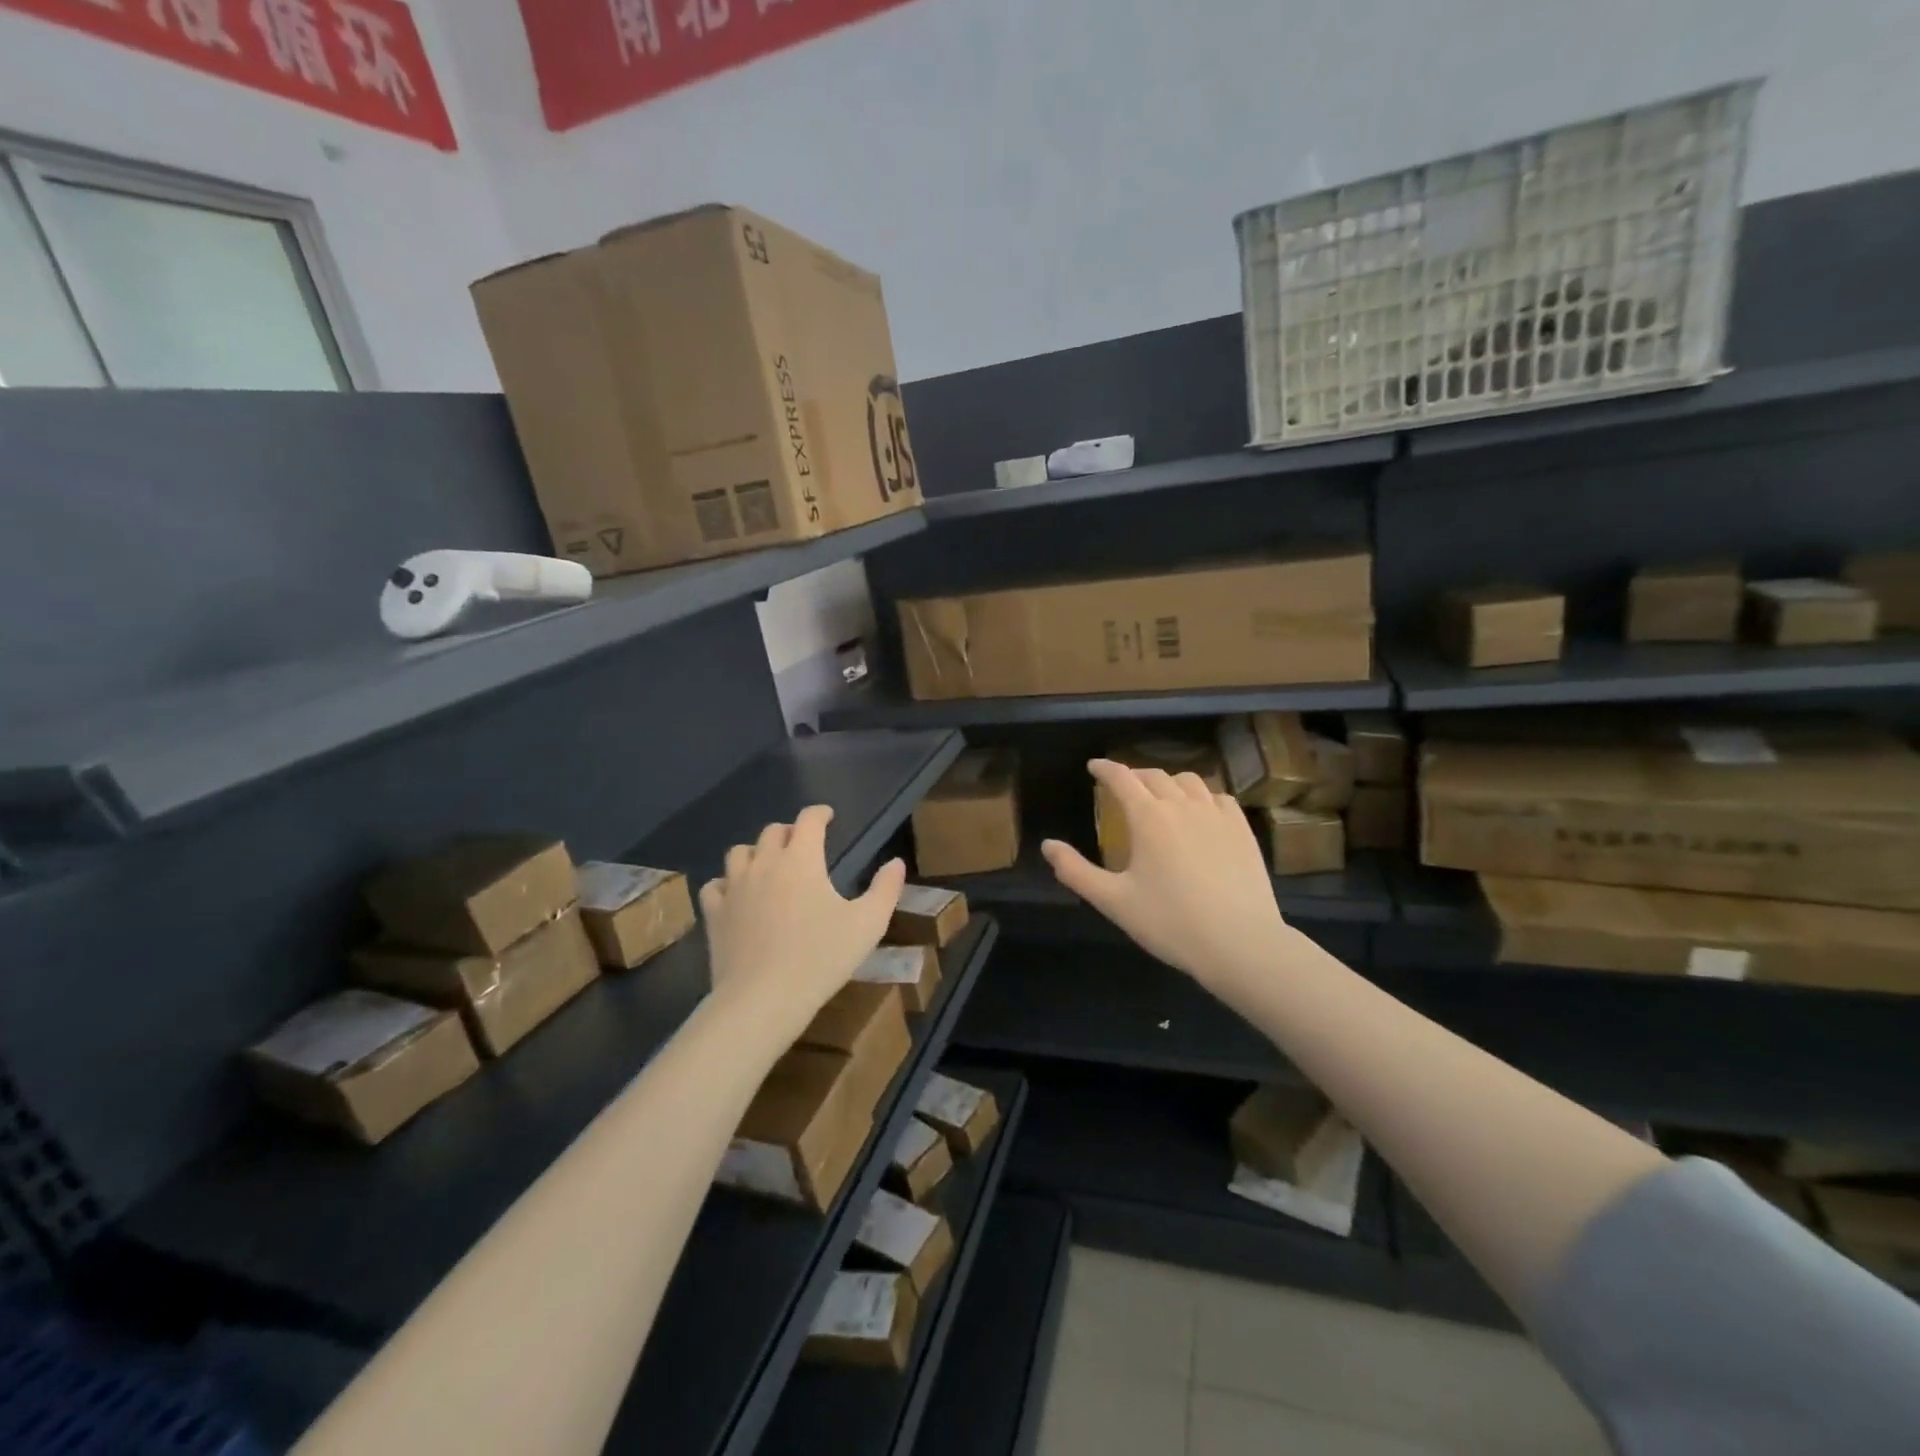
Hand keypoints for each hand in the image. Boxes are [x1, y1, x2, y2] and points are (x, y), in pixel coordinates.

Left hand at [700, 805, 906, 1041]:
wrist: (763, 998)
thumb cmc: (821, 957)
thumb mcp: (868, 924)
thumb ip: (885, 889)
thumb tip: (896, 863)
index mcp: (801, 859)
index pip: (808, 820)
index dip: (819, 813)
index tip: (828, 816)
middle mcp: (765, 863)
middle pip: (772, 832)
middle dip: (790, 832)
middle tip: (802, 844)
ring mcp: (735, 887)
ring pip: (740, 852)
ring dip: (757, 852)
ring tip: (768, 865)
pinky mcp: (714, 914)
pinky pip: (715, 886)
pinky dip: (727, 883)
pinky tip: (736, 894)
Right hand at [1041, 760, 1292, 1003]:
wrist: (1240, 943)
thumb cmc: (1170, 922)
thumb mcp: (1114, 901)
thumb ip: (1076, 871)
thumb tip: (1048, 845)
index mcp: (1148, 817)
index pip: (1121, 778)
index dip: (1105, 768)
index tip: (1093, 766)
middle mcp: (1182, 805)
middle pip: (1155, 775)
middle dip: (1134, 774)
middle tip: (1122, 785)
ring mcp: (1217, 815)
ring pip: (1189, 781)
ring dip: (1168, 781)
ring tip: (1161, 795)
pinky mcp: (1242, 830)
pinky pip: (1219, 798)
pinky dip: (1202, 796)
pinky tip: (1200, 811)